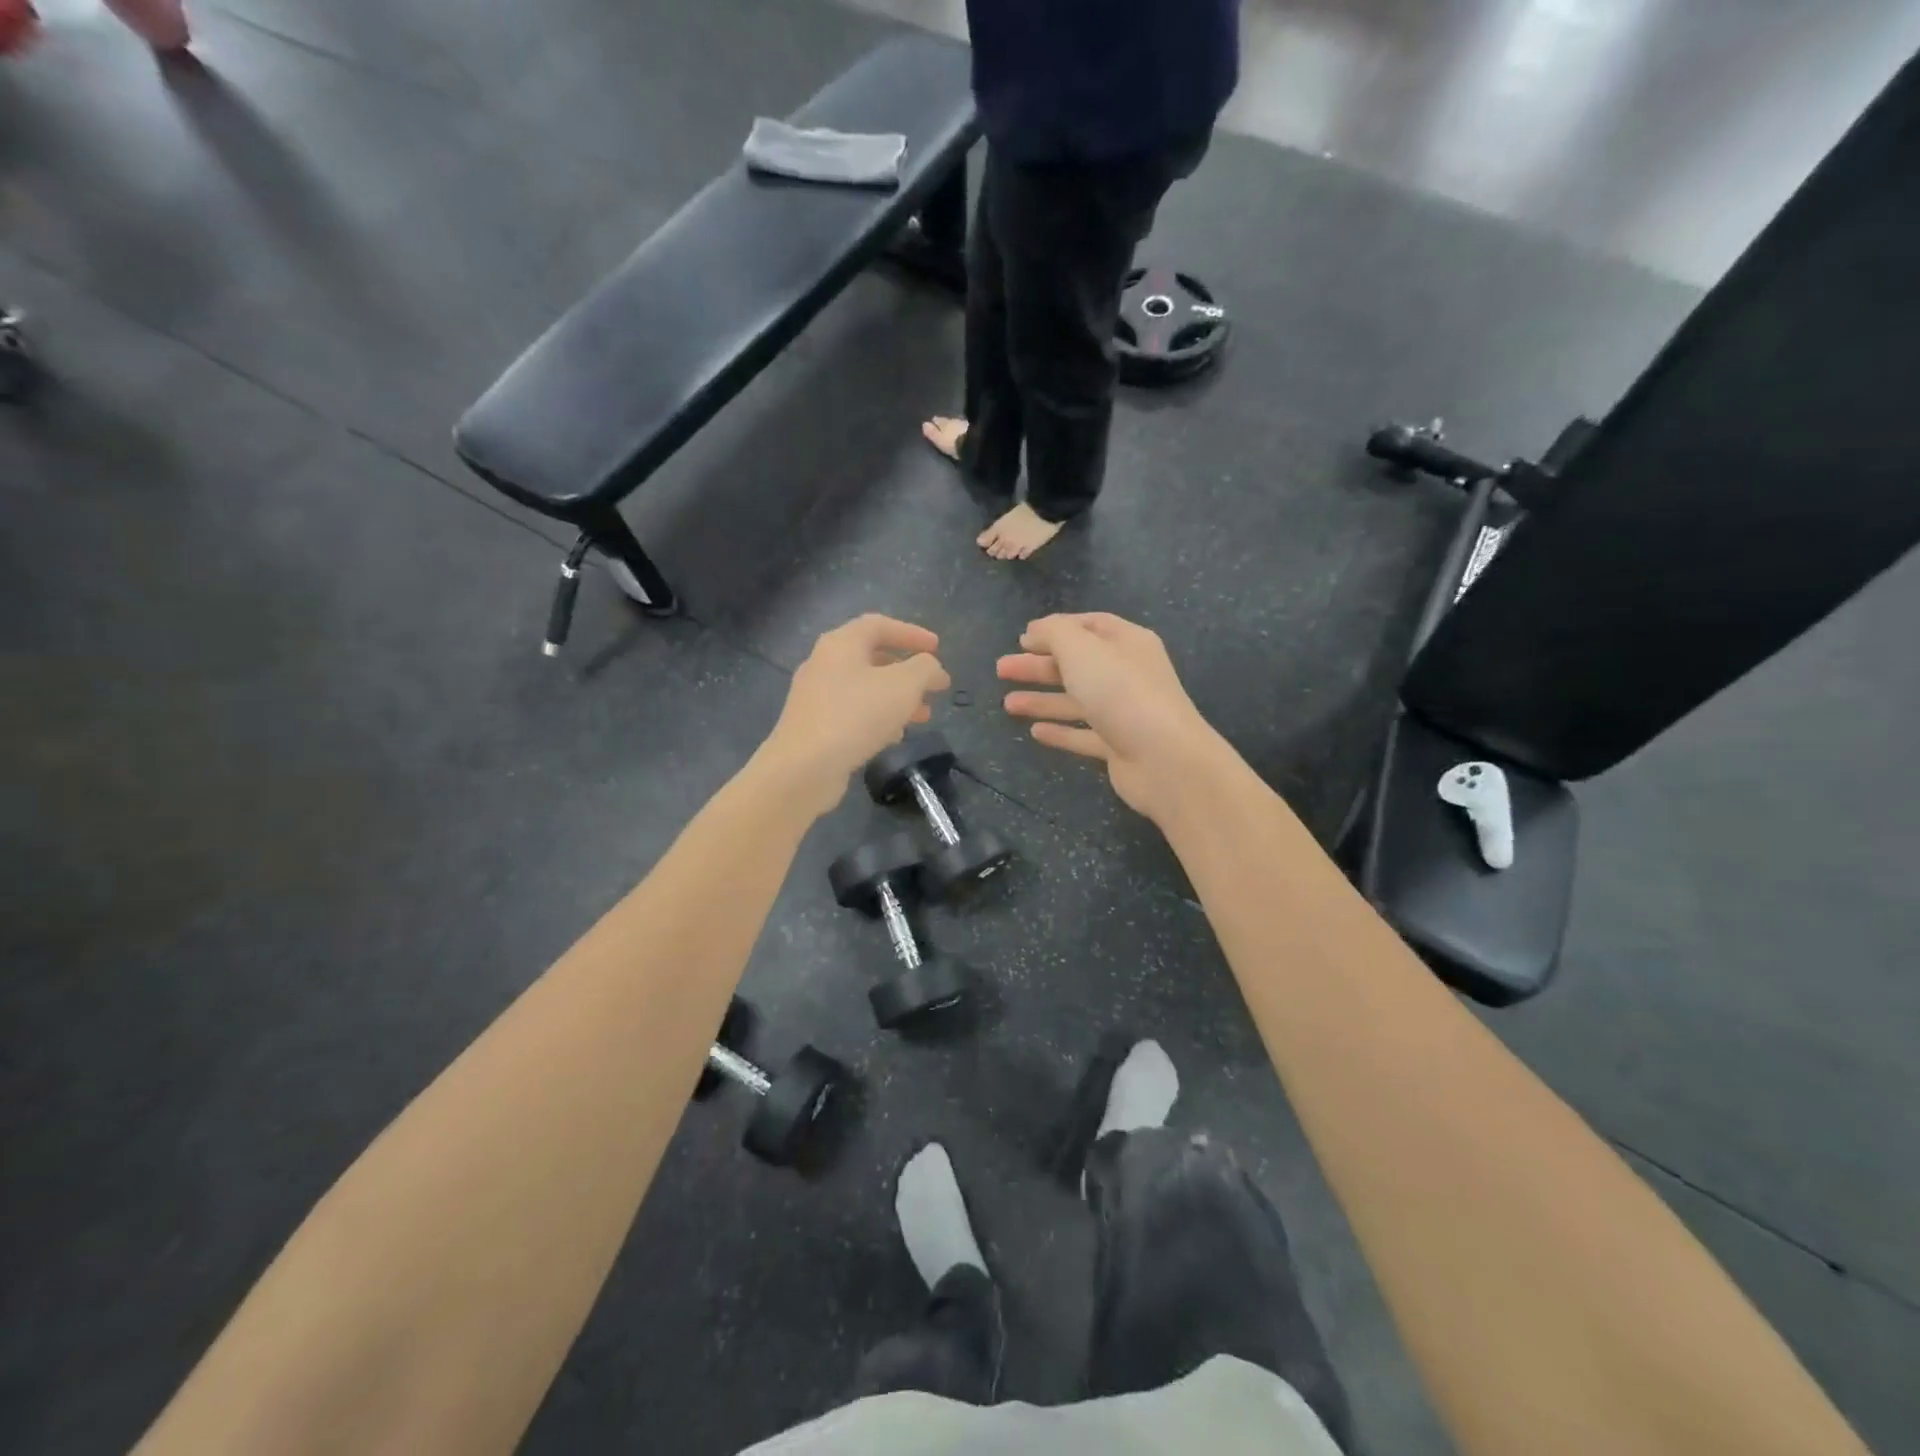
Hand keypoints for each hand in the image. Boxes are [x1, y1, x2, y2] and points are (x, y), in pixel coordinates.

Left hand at [762, 614, 950, 817]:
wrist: (803, 768)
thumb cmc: (856, 716)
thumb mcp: (903, 686)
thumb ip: (924, 669)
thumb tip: (932, 668)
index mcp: (841, 644)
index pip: (879, 625)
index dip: (912, 633)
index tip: (937, 648)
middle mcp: (824, 663)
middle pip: (872, 658)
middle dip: (908, 672)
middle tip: (933, 688)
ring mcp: (815, 696)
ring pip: (864, 689)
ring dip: (897, 699)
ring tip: (923, 716)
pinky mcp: (814, 726)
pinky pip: (852, 713)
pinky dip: (877, 719)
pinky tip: (894, 737)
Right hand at [999, 613, 1223, 821]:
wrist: (1164, 758)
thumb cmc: (1120, 692)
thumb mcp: (1081, 649)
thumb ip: (1054, 633)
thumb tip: (1036, 630)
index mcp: (1127, 643)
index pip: (1090, 626)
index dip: (1056, 628)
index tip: (1023, 638)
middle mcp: (1128, 674)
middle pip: (1077, 664)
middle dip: (1039, 666)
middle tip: (1002, 669)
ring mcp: (1125, 713)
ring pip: (1077, 701)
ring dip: (1042, 700)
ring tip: (1007, 704)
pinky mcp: (1119, 747)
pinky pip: (1084, 735)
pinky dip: (1061, 731)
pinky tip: (1035, 732)